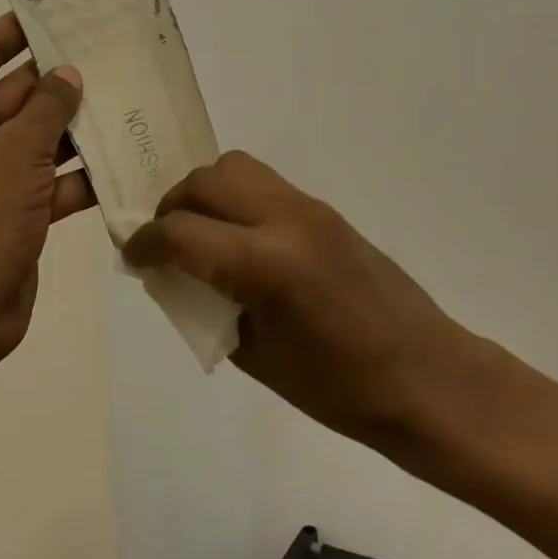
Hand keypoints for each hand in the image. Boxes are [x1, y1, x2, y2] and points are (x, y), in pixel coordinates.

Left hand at [0, 15, 92, 370]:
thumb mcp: (12, 152)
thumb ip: (46, 106)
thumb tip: (68, 73)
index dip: (20, 28)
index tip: (61, 6)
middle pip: (17, 94)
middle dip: (61, 79)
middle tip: (111, 50)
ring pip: (38, 136)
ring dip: (76, 125)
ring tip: (127, 95)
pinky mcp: (13, 210)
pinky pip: (50, 177)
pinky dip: (80, 172)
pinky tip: (124, 155)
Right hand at [124, 152, 473, 452]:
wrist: (425, 376)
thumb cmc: (340, 390)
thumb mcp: (257, 356)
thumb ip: (209, 304)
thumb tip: (177, 274)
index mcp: (266, 264)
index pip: (183, 232)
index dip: (146, 242)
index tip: (131, 255)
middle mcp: (285, 218)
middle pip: (206, 181)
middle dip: (172, 206)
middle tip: (162, 241)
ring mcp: (308, 207)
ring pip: (235, 167)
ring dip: (204, 192)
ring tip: (197, 232)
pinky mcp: (324, 208)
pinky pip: (263, 184)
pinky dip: (235, 198)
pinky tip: (236, 238)